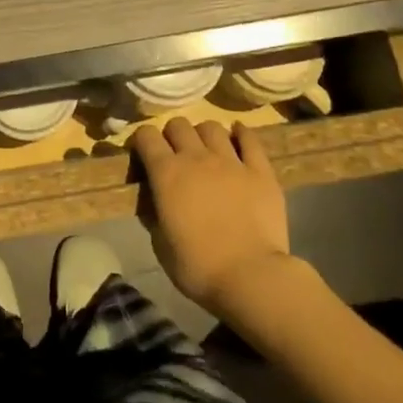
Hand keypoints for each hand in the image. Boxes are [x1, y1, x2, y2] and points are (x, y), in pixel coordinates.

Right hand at [131, 118, 291, 315]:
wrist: (251, 277)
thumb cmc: (199, 267)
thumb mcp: (161, 245)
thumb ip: (155, 214)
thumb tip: (154, 201)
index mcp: (166, 173)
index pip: (146, 135)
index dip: (142, 140)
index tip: (143, 154)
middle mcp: (196, 158)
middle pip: (178, 124)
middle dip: (172, 135)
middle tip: (175, 154)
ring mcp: (230, 161)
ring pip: (212, 127)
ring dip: (203, 135)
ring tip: (206, 150)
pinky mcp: (260, 171)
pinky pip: (250, 140)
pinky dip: (241, 134)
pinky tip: (238, 135)